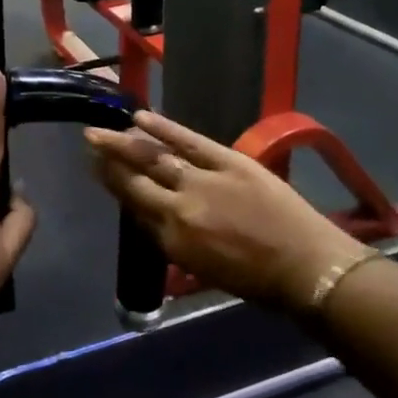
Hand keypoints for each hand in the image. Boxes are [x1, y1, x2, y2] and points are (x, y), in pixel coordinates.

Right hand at [86, 110, 368, 314]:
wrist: (307, 267)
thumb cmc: (256, 280)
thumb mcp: (201, 268)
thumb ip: (171, 239)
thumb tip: (149, 212)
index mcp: (173, 240)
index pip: (134, 205)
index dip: (112, 183)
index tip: (96, 167)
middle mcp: (179, 208)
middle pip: (136, 178)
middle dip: (110, 158)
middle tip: (90, 139)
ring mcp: (203, 181)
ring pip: (155, 157)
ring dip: (126, 141)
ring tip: (105, 128)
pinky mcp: (229, 162)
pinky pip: (189, 141)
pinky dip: (164, 128)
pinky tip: (141, 118)